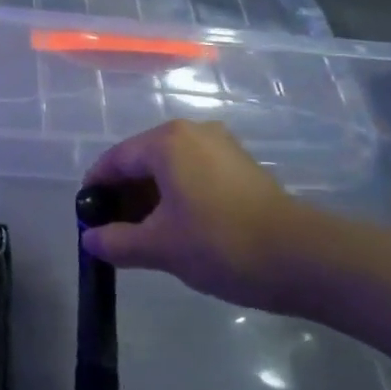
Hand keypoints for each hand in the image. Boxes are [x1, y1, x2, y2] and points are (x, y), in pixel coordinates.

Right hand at [80, 120, 390, 316]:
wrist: (303, 257)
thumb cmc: (221, 244)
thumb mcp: (160, 247)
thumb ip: (117, 242)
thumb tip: (89, 240)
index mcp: (166, 142)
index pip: (115, 160)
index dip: (96, 188)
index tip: (86, 218)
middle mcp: (191, 132)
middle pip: (141, 160)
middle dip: (124, 195)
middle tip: (114, 232)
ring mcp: (220, 146)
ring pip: (169, 167)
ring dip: (151, 197)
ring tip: (144, 236)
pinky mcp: (241, 165)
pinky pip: (194, 173)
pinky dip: (177, 195)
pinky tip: (179, 228)